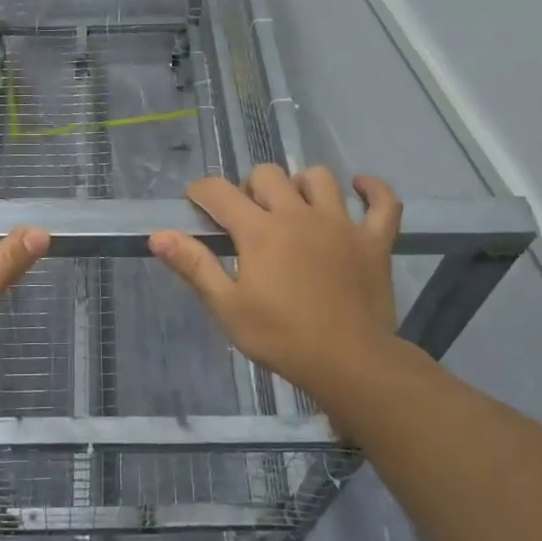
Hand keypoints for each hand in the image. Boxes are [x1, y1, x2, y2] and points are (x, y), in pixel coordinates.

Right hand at [149, 164, 403, 401]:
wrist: (350, 364)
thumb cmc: (282, 337)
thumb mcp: (227, 307)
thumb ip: (194, 266)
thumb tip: (158, 235)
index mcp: (260, 231)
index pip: (219, 191)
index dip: (202, 192)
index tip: (196, 205)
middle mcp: (298, 215)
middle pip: (268, 175)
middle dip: (250, 188)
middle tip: (247, 219)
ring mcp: (341, 223)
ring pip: (319, 178)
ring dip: (301, 185)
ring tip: (294, 207)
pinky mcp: (374, 240)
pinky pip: (383, 202)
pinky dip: (373, 190)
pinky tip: (360, 188)